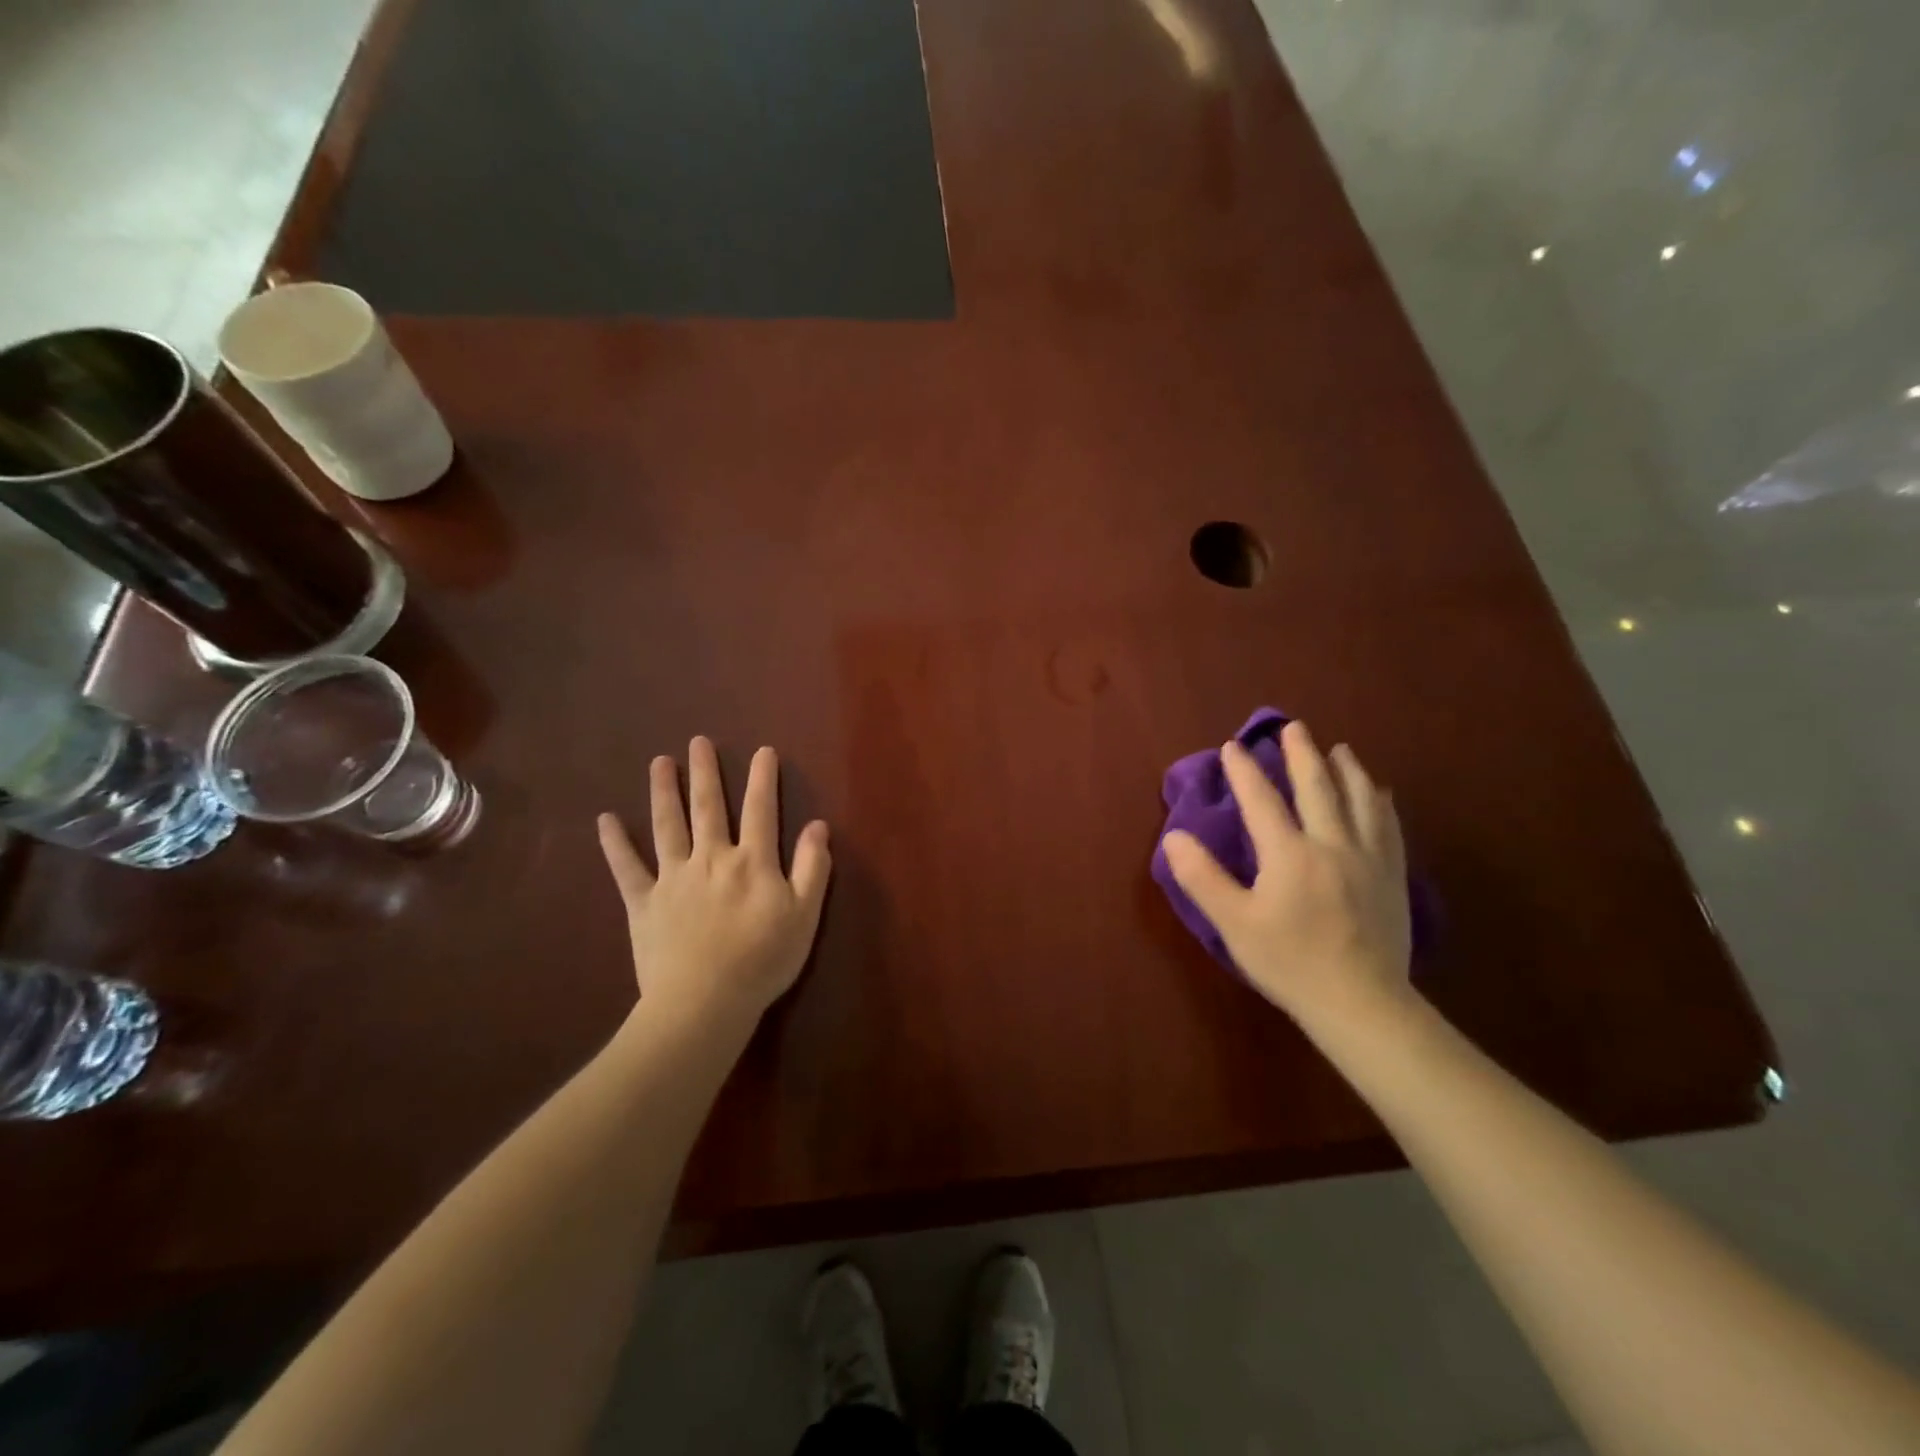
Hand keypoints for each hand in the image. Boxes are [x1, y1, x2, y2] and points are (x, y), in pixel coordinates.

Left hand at [597, 737, 831, 1024]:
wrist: (704, 1003)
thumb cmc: (762, 961)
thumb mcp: (804, 916)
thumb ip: (812, 868)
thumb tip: (818, 826)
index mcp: (752, 862)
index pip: (760, 810)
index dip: (762, 779)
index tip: (762, 751)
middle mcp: (711, 859)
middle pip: (708, 808)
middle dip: (704, 773)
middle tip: (698, 742)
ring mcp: (673, 878)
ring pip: (667, 826)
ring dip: (663, 792)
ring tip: (659, 763)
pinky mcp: (644, 903)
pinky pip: (626, 868)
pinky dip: (615, 844)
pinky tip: (605, 820)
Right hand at [1162, 721, 1412, 1029]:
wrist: (1361, 1003)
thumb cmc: (1289, 962)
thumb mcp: (1234, 923)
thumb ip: (1202, 877)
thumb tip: (1175, 836)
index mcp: (1289, 853)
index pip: (1261, 800)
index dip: (1244, 771)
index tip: (1232, 746)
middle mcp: (1331, 844)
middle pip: (1317, 788)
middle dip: (1302, 754)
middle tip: (1294, 727)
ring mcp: (1368, 859)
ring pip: (1360, 800)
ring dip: (1347, 770)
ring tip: (1340, 749)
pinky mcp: (1392, 878)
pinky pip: (1389, 827)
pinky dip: (1381, 803)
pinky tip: (1381, 794)